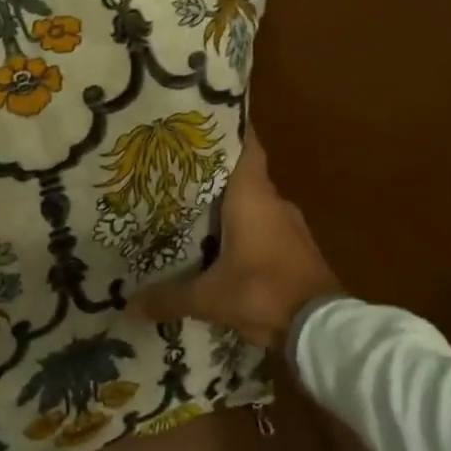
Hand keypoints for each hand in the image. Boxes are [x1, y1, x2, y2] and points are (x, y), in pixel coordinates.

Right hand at [130, 135, 340, 349]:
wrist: (322, 331)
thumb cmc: (262, 293)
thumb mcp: (207, 298)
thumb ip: (168, 297)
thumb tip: (128, 305)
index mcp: (252, 196)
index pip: (246, 146)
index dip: (227, 129)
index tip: (201, 120)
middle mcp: (274, 203)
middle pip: (242, 175)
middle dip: (212, 174)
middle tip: (176, 173)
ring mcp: (290, 227)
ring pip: (253, 204)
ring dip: (228, 207)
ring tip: (191, 210)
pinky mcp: (297, 250)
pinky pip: (264, 229)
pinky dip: (244, 232)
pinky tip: (219, 246)